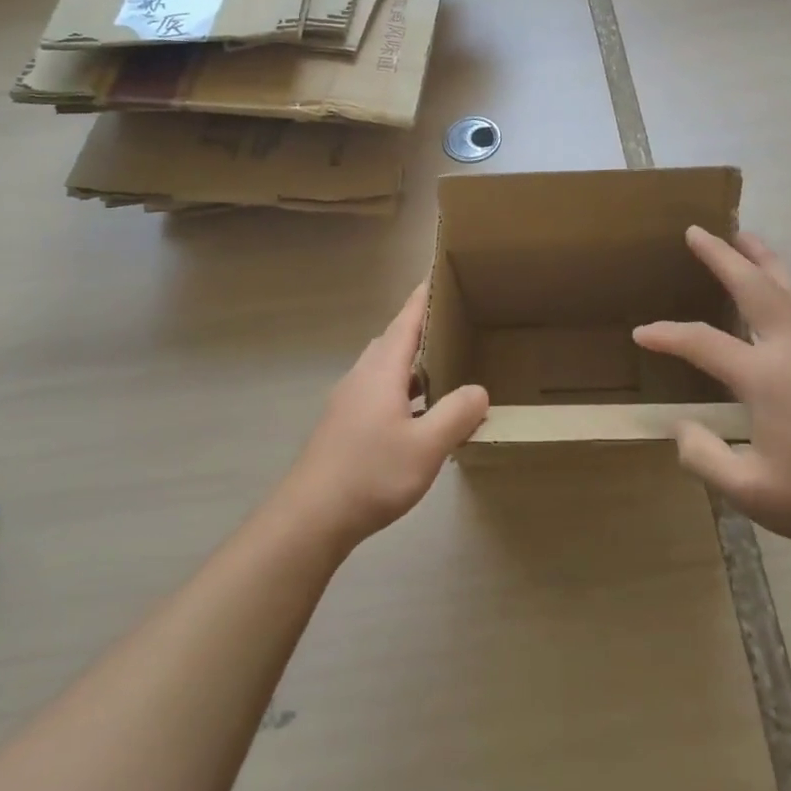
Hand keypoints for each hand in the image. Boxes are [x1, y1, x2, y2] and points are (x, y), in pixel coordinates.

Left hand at [277, 283, 488, 549]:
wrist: (311, 517)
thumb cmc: (371, 474)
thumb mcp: (427, 447)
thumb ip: (457, 414)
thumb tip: (479, 390)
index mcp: (382, 370)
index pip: (407, 320)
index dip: (424, 297)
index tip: (441, 273)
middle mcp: (362, 376)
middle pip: (395, 341)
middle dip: (422, 329)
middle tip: (456, 324)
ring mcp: (349, 401)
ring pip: (386, 369)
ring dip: (414, 364)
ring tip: (446, 368)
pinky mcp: (344, 425)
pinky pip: (380, 392)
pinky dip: (403, 390)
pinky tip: (420, 416)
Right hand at [634, 227, 790, 555]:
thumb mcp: (752, 491)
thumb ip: (705, 457)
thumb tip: (683, 428)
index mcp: (767, 376)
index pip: (704, 342)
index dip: (667, 335)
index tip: (641, 333)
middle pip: (755, 286)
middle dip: (722, 255)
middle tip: (697, 231)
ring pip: (789, 287)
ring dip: (763, 258)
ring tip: (745, 238)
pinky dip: (784, 283)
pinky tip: (781, 293)